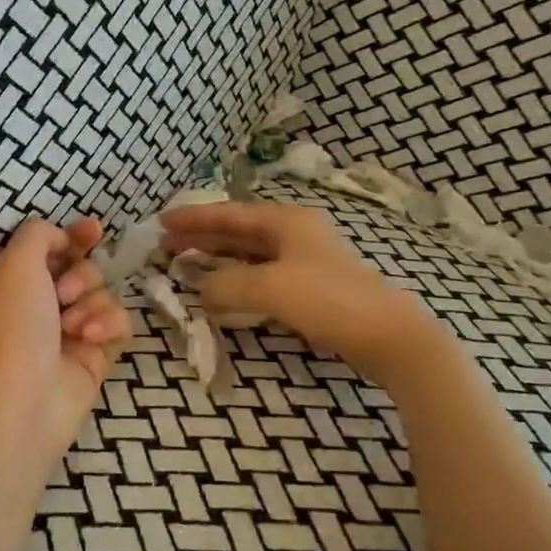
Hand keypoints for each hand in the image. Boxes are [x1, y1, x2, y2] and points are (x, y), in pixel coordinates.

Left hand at [0, 217, 131, 457]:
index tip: (94, 229)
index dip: (76, 235)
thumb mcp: (16, 262)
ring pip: (105, 295)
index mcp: (21, 282)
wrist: (25, 395)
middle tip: (64, 294)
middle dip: (81, 275)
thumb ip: (39, 234)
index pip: (55, 248)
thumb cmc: (15, 323)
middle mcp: (46, 305)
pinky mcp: (98, 356)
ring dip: (92, 304)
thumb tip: (63, 237)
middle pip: (85, 269)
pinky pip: (121, 324)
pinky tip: (90, 339)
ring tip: (72, 327)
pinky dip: (108, 325)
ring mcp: (74, 332)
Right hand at [161, 201, 448, 383]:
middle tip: (167, 246)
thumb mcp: (268, 288)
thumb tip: (201, 290)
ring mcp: (304, 260)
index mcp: (286, 221)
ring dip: (217, 258)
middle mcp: (294, 233)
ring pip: (248, 253)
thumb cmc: (328, 300)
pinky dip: (236, 279)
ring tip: (187, 265)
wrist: (389, 336)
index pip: (228, 214)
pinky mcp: (310, 287)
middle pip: (237, 230)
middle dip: (201, 237)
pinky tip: (223, 291)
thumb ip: (225, 284)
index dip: (193, 218)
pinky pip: (261, 275)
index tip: (161, 223)